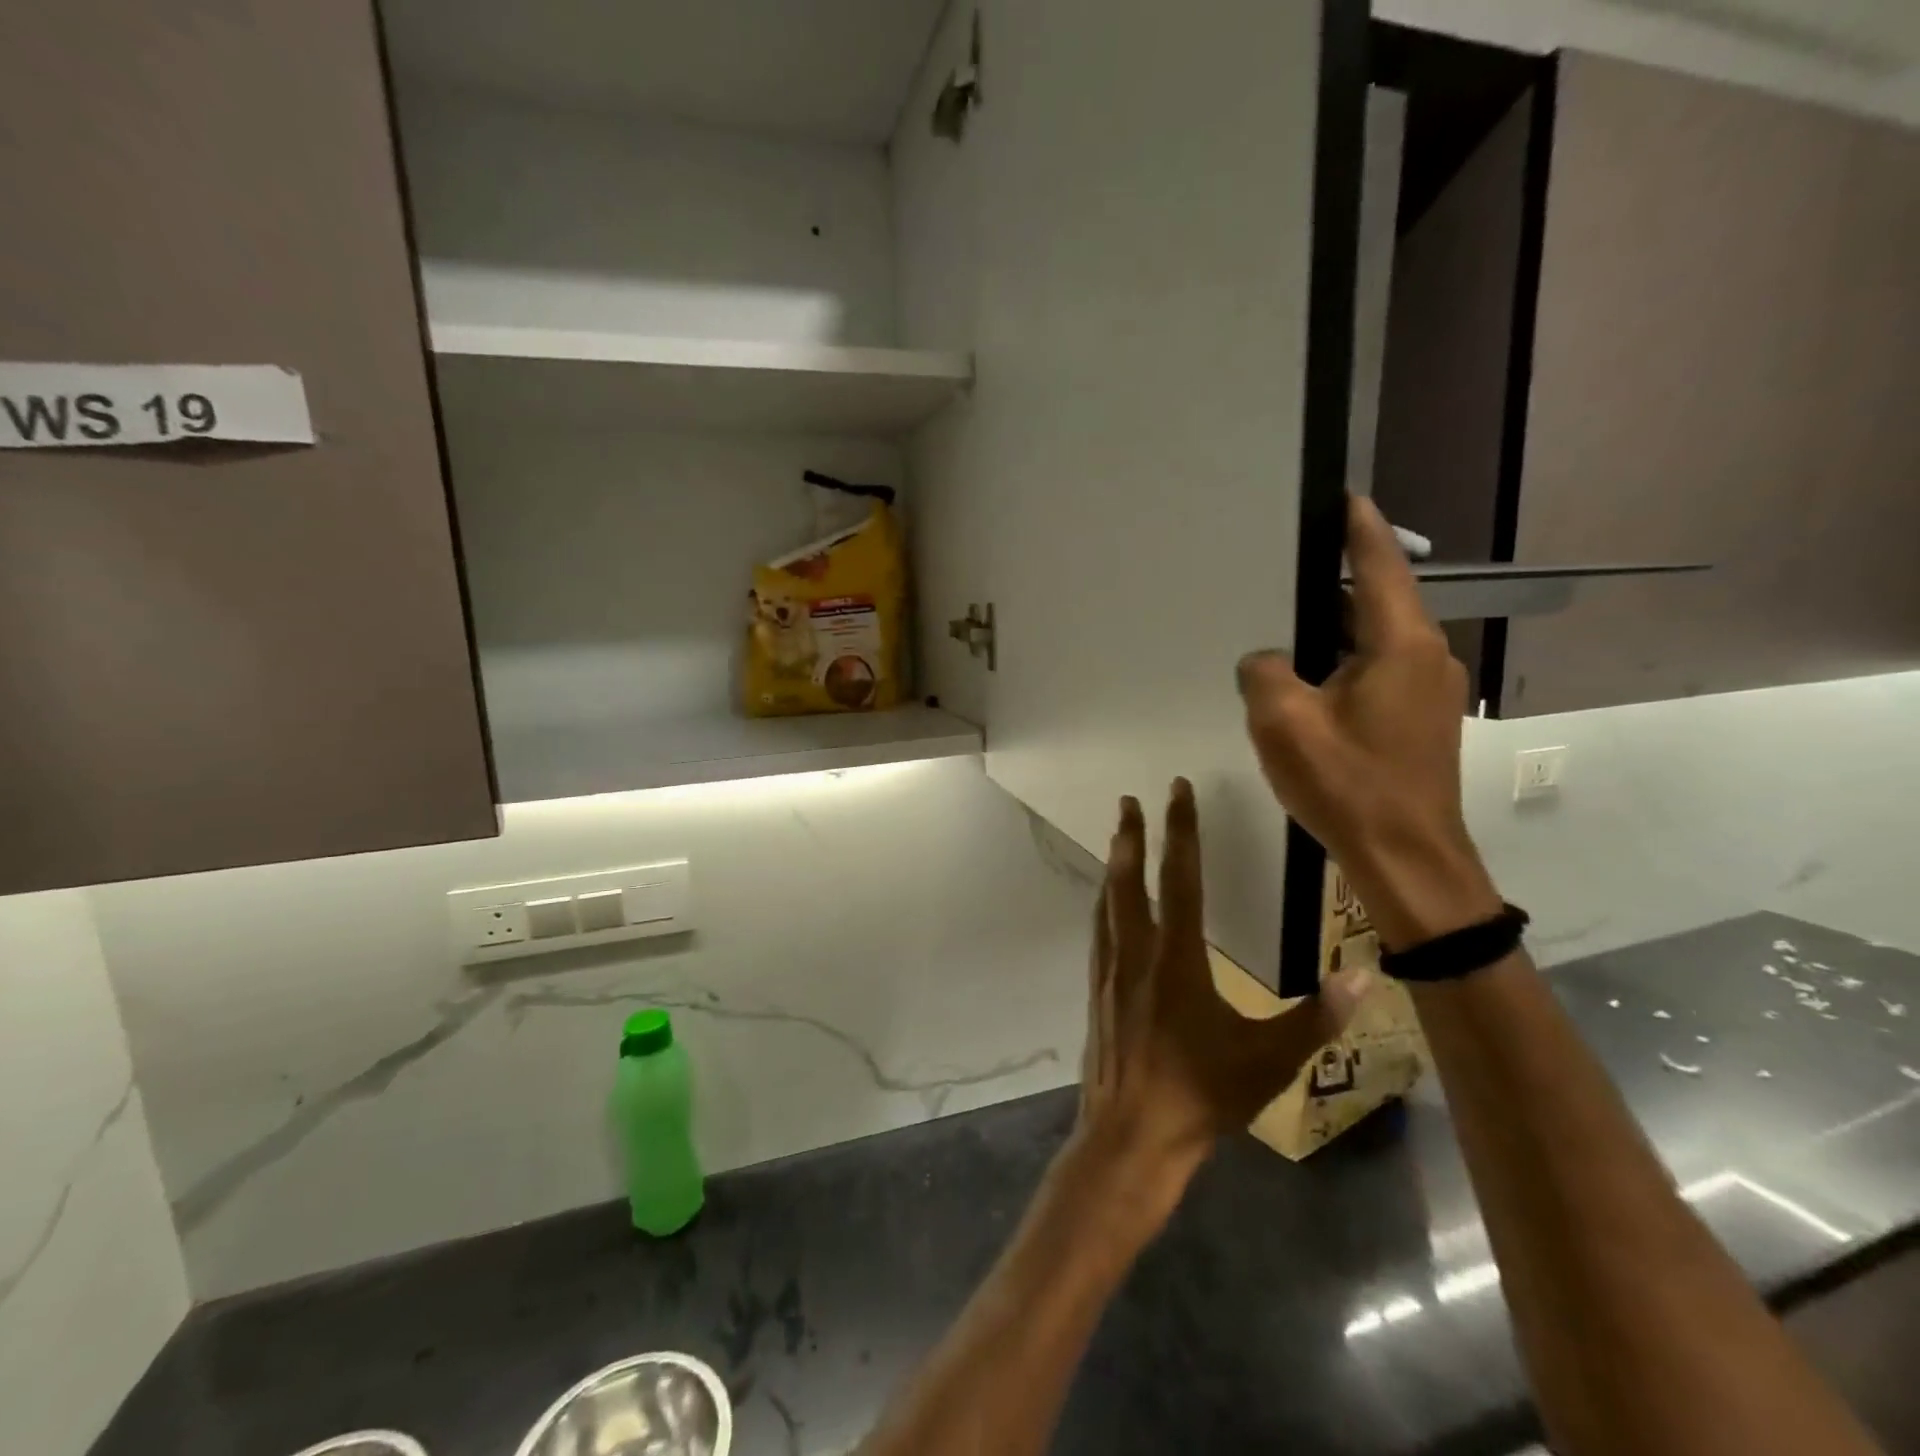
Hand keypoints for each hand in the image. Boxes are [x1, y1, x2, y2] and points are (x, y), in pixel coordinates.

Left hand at [1071, 780, 1367, 1210]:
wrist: (1131, 1135)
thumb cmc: (1202, 1095)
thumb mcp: (1270, 1060)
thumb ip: (1317, 1017)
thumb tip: (1364, 976)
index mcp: (1177, 957)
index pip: (1180, 877)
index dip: (1181, 830)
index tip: (1176, 790)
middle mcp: (1136, 952)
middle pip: (1129, 879)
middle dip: (1131, 835)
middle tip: (1128, 800)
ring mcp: (1109, 970)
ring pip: (1107, 902)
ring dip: (1113, 865)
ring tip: (1117, 839)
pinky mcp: (1096, 990)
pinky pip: (1099, 930)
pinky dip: (1104, 902)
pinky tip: (1107, 905)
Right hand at [1237, 496, 1502, 950]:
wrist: (1406, 860)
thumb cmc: (1348, 785)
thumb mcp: (1283, 722)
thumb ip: (1263, 671)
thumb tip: (1266, 659)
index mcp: (1400, 644)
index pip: (1380, 563)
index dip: (1359, 526)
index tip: (1338, 495)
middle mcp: (1426, 656)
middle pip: (1377, 599)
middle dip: (1334, 579)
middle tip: (1284, 565)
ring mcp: (1428, 690)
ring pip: (1376, 638)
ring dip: (1335, 627)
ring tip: (1284, 623)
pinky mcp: (1420, 720)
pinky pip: (1378, 670)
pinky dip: (1343, 661)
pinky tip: (1307, 680)